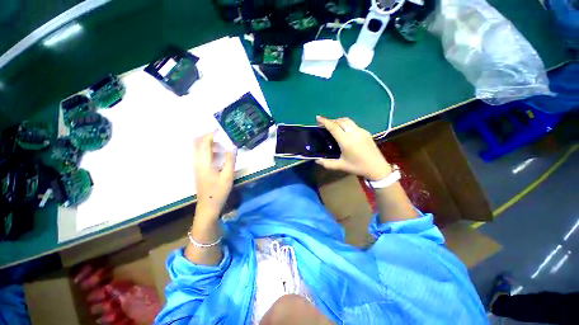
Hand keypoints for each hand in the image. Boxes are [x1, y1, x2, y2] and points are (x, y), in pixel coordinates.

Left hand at [194, 132, 235, 218]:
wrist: (207, 206)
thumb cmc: (218, 191)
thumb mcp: (228, 176)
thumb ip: (230, 160)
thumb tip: (233, 147)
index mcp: (204, 163)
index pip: (204, 143)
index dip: (210, 134)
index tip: (220, 129)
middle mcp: (197, 162)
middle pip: (197, 143)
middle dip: (207, 136)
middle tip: (220, 135)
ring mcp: (196, 166)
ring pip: (198, 149)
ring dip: (207, 143)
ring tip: (221, 142)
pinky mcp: (198, 170)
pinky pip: (200, 154)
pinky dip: (207, 149)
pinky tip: (217, 153)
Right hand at [316, 116, 391, 180]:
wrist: (377, 168)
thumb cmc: (357, 167)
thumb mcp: (341, 166)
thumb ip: (327, 163)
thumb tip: (316, 160)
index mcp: (346, 141)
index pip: (334, 127)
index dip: (325, 121)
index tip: (318, 117)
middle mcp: (354, 133)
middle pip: (340, 121)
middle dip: (331, 120)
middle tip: (324, 123)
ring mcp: (361, 131)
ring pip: (348, 121)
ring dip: (339, 121)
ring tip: (333, 125)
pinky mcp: (366, 132)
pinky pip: (353, 125)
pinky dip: (346, 124)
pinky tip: (344, 131)